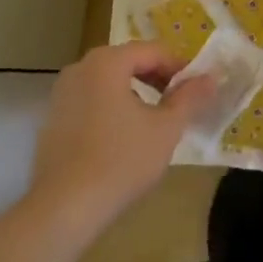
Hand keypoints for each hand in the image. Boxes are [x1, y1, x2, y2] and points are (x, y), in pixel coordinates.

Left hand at [24, 42, 214, 239]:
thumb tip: (210, 77)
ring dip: (135, 94)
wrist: (62, 210)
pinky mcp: (52, 120)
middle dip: (157, 80)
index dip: (179, 67)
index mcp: (107, 62)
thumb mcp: (166, 129)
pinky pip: (91, 102)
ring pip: (109, 83)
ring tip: (154, 122)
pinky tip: (123, 139)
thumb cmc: (120, 161)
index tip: (197, 89)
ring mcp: (62, 94)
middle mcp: (81, 68)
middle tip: (179, 104)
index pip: (153, 51)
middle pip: (129, 63)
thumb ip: (190, 98)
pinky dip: (111, 110)